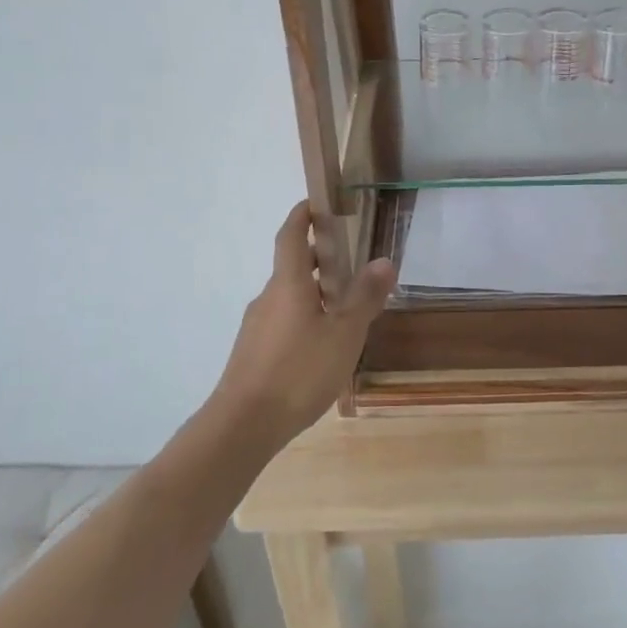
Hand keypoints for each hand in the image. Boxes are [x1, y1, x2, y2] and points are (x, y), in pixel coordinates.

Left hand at [213, 202, 395, 443]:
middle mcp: (268, 297)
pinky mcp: (252, 352)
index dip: (302, 215)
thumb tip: (384, 261)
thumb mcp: (344, 334)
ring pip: (289, 297)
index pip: (291, 236)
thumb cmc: (298, 371)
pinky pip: (282, 322)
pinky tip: (321, 346)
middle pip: (293, 267)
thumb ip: (364, 297)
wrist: (243, 425)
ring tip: (345, 309)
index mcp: (288, 284)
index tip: (316, 202)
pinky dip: (304, 318)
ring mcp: (257, 326)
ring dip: (314, 292)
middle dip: (320, 259)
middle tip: (351, 263)